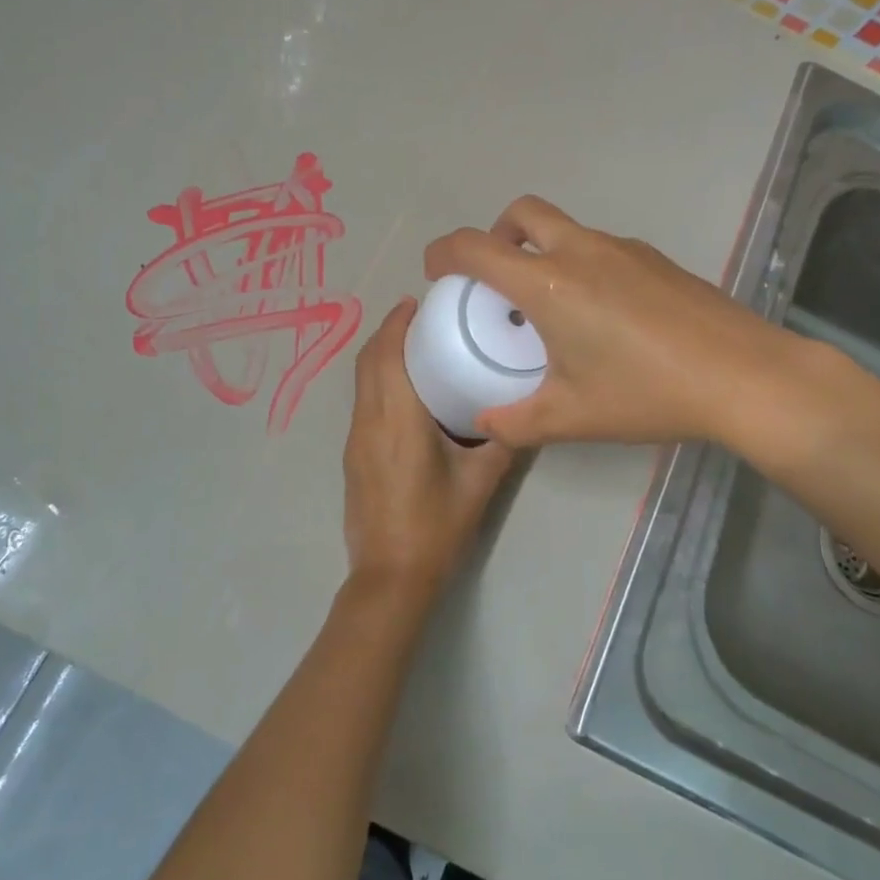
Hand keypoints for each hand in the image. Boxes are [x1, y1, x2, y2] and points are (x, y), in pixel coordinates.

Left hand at [342, 299, 516, 605]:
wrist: (389, 577)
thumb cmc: (436, 528)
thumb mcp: (479, 484)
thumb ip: (502, 443)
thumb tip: (525, 413)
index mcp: (398, 420)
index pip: (387, 356)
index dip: (396, 323)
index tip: (417, 301)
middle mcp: (369, 422)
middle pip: (368, 362)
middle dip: (388, 332)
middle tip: (422, 318)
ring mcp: (356, 440)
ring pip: (361, 382)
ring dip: (380, 355)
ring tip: (416, 346)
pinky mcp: (354, 456)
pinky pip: (362, 402)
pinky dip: (377, 380)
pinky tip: (406, 391)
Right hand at [423, 195, 814, 449]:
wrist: (744, 376)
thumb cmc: (647, 393)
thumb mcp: (571, 417)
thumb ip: (517, 422)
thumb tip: (486, 424)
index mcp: (549, 283)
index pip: (476, 248)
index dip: (444, 253)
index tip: (435, 272)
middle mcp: (582, 251)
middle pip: (522, 213)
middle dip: (495, 233)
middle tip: (495, 278)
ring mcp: (624, 249)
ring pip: (565, 229)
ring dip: (542, 251)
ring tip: (551, 306)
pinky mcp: (656, 259)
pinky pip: (601, 248)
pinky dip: (581, 264)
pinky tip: (603, 316)